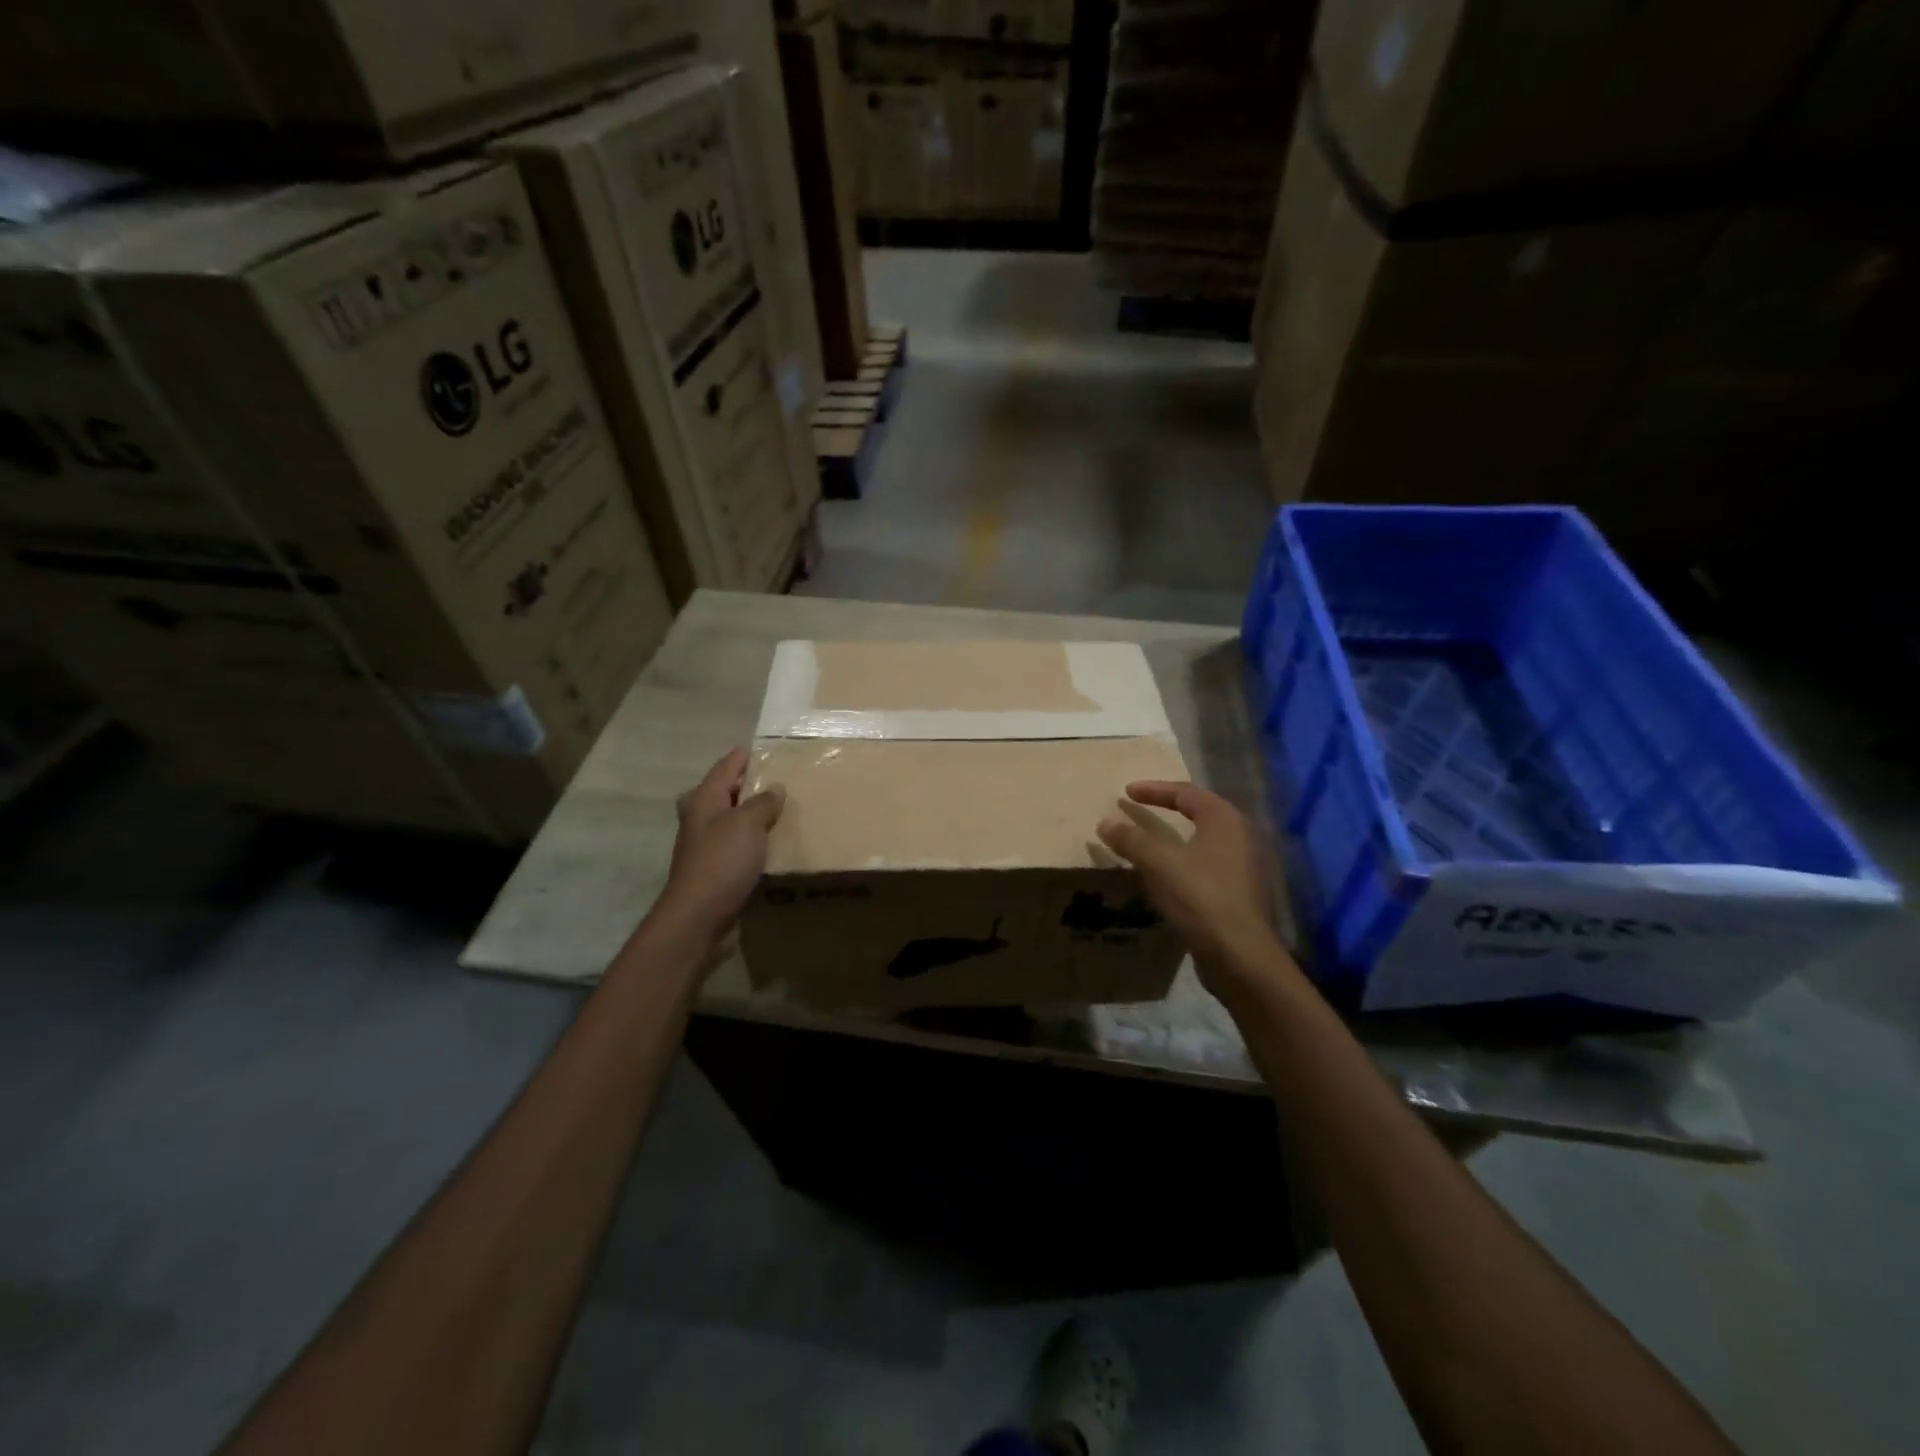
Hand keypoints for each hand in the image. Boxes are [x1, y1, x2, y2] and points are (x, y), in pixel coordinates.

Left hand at [655, 748, 784, 960]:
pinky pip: (741, 848)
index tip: (770, 747)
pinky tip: (778, 845)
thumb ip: (763, 803)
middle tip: (781, 780)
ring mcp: (708, 847)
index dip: (745, 756)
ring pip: (734, 821)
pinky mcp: (718, 871)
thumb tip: (775, 788)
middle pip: (726, 793)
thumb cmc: (721, 862)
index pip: (726, 767)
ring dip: (755, 815)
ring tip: (786, 810)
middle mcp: (702, 820)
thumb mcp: (747, 824)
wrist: (699, 919)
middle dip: (749, 785)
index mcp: (704, 800)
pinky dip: (757, 842)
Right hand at [1096, 781, 1288, 997]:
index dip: (1154, 789)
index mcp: (1224, 820)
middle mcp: (1240, 836)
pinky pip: (1205, 865)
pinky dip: (1182, 861)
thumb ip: (1132, 839)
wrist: (1240, 956)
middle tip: (1139, 808)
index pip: (1186, 792)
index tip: (1126, 792)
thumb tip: (1106, 822)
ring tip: (1148, 841)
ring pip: (1203, 841)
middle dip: (1167, 808)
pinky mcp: (1238, 893)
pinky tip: (1165, 875)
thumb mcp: (1159, 863)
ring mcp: (1243, 866)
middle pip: (1199, 812)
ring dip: (1174, 837)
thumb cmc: (1201, 898)